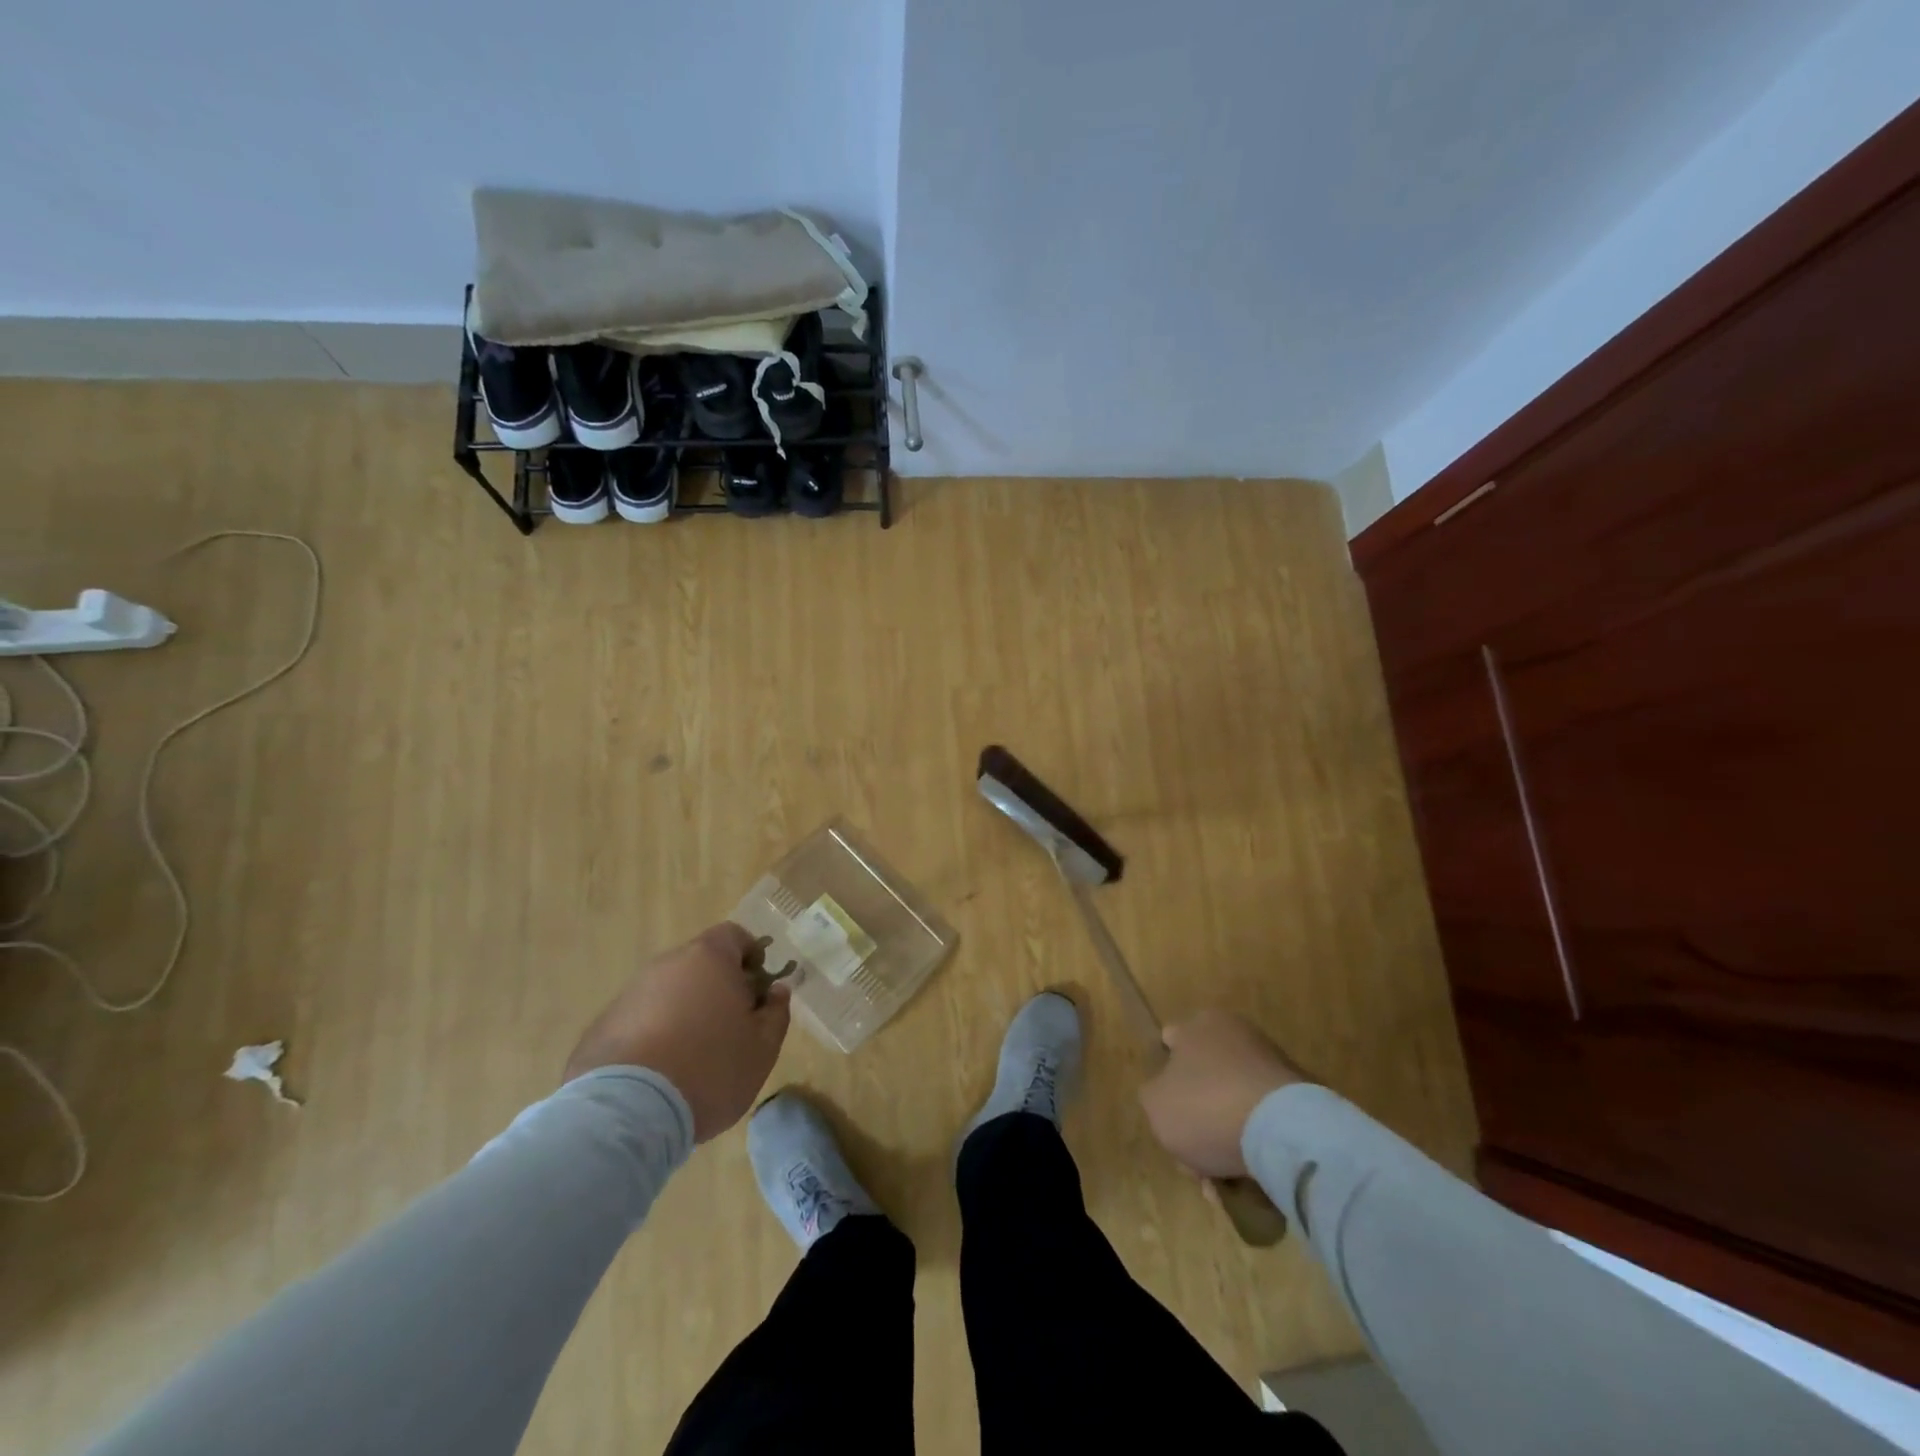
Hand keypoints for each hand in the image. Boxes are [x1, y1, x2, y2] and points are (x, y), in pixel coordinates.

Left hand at [564, 922, 790, 1141]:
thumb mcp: (762, 1048)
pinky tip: (659, 1074)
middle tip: (731, 1028)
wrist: (628, 1113)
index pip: (735, 935)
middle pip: (699, 964)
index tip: (758, 990)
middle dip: (717, 988)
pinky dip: (653, 1036)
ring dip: (684, 1012)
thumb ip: (776, 1013)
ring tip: (692, 1058)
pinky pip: (639, 1021)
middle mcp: (666, 965)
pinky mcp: (602, 1026)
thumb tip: (776, 991)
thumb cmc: (710, 1069)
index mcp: (709, 958)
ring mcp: (630, 994)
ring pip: (668, 993)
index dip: (751, 957)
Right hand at [1139, 1009, 1306, 1179]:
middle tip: (1193, 1157)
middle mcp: (1237, 1034)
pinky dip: (1254, 1145)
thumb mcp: (1155, 1104)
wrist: (1284, 1133)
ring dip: (1225, 1136)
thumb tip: (1167, 1094)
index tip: (1166, 1109)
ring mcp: (1273, 1064)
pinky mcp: (1301, 1097)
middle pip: (1205, 1078)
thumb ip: (1154, 1094)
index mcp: (1200, 1025)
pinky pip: (1264, 1122)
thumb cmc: (1206, 1107)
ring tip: (1221, 1179)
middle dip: (1197, 1116)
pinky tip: (1247, 1178)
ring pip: (1234, 1104)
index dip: (1164, 1076)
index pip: (1172, 1042)